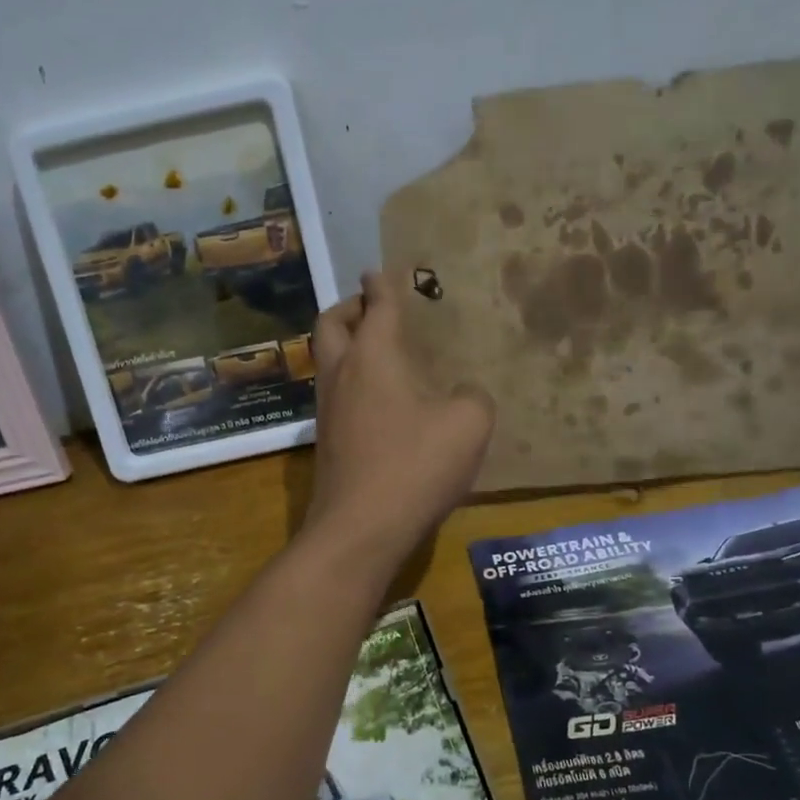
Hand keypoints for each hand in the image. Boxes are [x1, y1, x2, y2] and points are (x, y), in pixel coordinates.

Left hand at [305, 271, 494, 561]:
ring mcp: (327, 409)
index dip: (382, 284)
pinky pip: (333, 391)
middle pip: (331, 323)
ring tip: (377, 350)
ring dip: (345, 343)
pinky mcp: (326, 441)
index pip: (377, 305)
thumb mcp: (468, 424)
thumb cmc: (415, 465)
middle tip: (372, 307)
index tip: (381, 271)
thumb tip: (462, 395)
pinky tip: (377, 399)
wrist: (360, 528)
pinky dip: (349, 378)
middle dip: (350, 306)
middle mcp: (341, 373)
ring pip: (326, 359)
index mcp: (373, 356)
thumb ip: (472, 397)